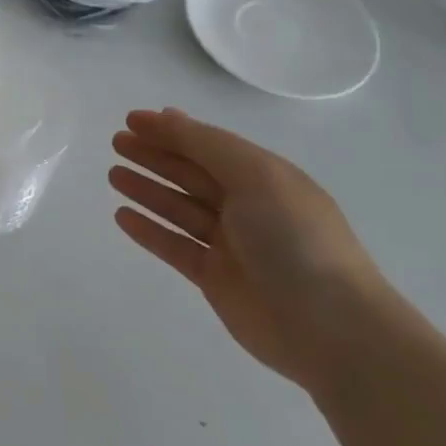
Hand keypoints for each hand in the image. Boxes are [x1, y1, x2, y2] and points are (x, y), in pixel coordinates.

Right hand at [110, 109, 387, 391]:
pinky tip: (122, 216)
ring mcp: (232, 245)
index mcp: (266, 179)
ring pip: (179, 208)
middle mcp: (249, 208)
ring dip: (147, 189)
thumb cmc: (295, 239)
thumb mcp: (255, 176)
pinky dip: (149, 229)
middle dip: (154, 156)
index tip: (131, 120)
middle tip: (117, 143)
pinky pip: (174, 246)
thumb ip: (205, 144)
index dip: (171, 131)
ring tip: (112, 174)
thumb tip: (165, 116)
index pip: (209, 146)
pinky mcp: (216, 278)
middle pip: (191, 174)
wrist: (332, 329)